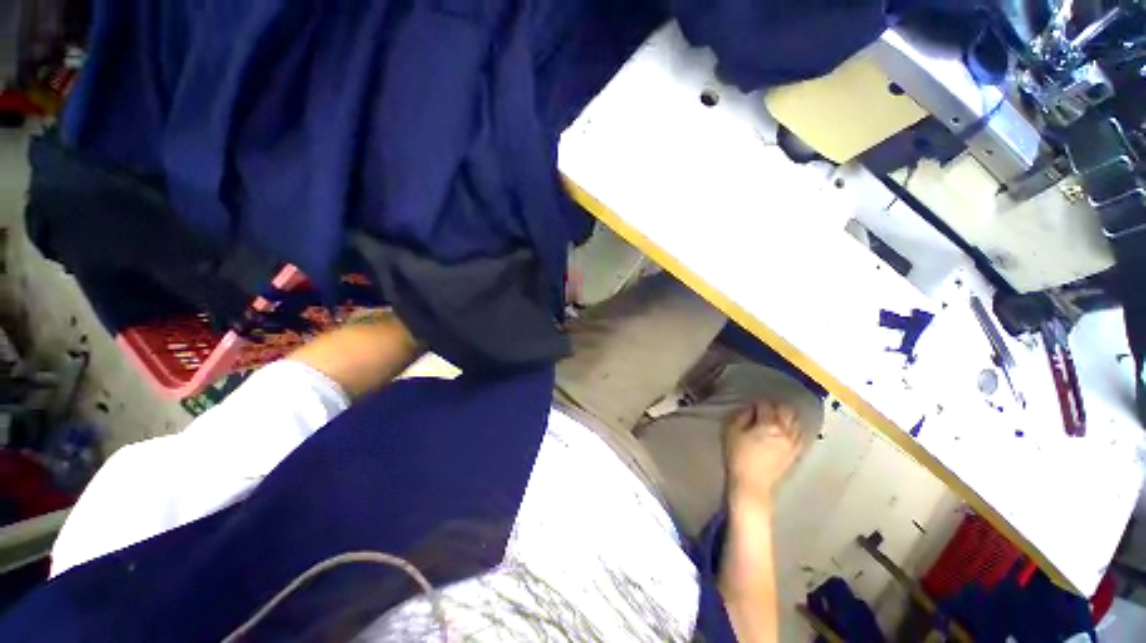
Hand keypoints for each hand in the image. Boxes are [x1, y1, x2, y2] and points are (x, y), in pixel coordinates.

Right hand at [724, 400, 803, 507]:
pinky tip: (787, 430)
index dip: (757, 402)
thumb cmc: (738, 456)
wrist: (751, 484)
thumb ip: (741, 416)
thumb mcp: (731, 431)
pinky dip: (794, 429)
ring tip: (776, 417)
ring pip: (796, 422)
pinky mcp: (795, 454)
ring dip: (786, 416)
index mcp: (769, 424)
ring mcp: (793, 443)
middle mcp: (785, 431)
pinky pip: (800, 436)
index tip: (751, 404)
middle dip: (775, 406)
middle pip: (786, 410)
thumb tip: (749, 410)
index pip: (766, 405)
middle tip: (764, 408)